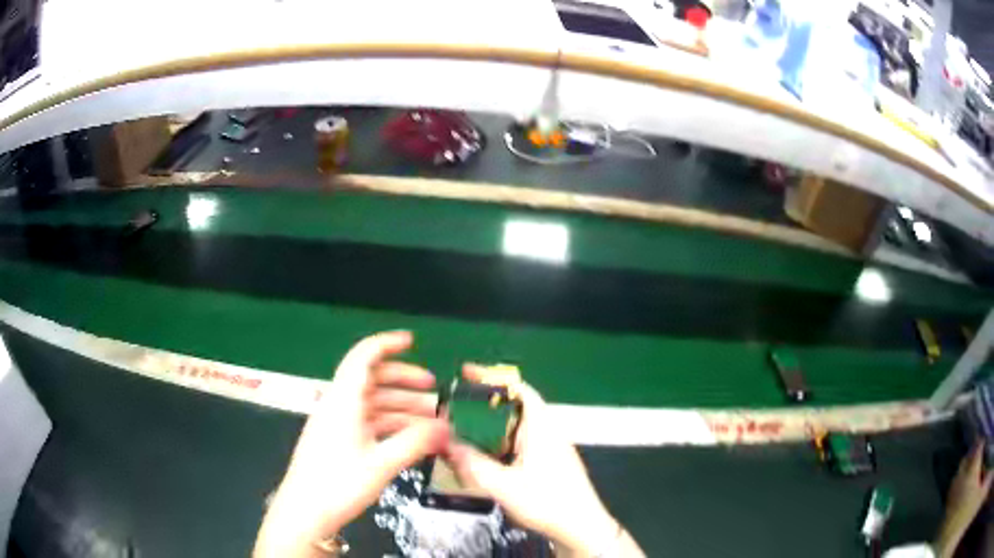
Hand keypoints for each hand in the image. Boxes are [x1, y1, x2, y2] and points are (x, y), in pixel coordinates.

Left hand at [254, 331, 448, 557]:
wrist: (304, 512)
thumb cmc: (339, 484)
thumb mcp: (382, 464)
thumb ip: (416, 442)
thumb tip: (447, 426)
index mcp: (343, 401)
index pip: (363, 357)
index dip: (387, 344)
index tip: (413, 341)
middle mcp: (338, 405)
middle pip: (371, 379)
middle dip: (404, 380)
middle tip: (434, 389)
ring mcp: (337, 423)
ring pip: (372, 403)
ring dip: (402, 406)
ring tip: (432, 418)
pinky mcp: (338, 440)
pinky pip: (368, 422)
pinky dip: (391, 423)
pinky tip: (411, 436)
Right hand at [445, 365, 618, 555]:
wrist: (581, 527)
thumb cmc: (547, 501)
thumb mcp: (504, 485)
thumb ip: (473, 464)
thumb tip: (447, 443)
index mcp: (541, 427)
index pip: (519, 389)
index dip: (493, 378)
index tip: (466, 374)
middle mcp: (547, 432)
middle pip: (513, 409)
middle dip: (483, 408)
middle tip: (454, 412)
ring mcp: (549, 449)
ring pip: (514, 430)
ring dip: (490, 431)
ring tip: (462, 437)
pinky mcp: (548, 464)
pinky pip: (519, 446)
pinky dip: (499, 447)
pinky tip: (484, 462)